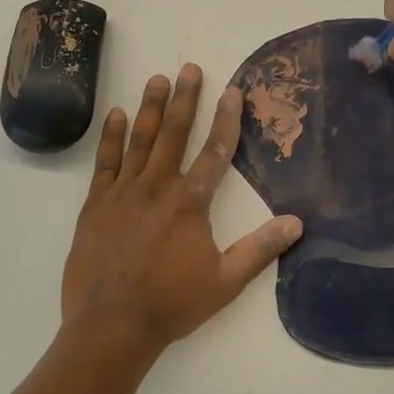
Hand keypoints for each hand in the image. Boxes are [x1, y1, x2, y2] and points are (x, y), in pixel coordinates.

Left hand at [62, 64, 302, 359]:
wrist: (110, 326)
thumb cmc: (172, 304)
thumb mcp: (225, 282)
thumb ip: (260, 249)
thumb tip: (297, 222)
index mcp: (190, 204)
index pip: (215, 152)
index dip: (226, 119)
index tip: (232, 90)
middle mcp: (157, 188)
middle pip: (175, 134)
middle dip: (186, 99)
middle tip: (191, 67)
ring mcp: (123, 193)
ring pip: (140, 141)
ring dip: (151, 108)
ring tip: (158, 79)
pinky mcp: (96, 204)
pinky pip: (105, 162)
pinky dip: (111, 137)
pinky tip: (115, 114)